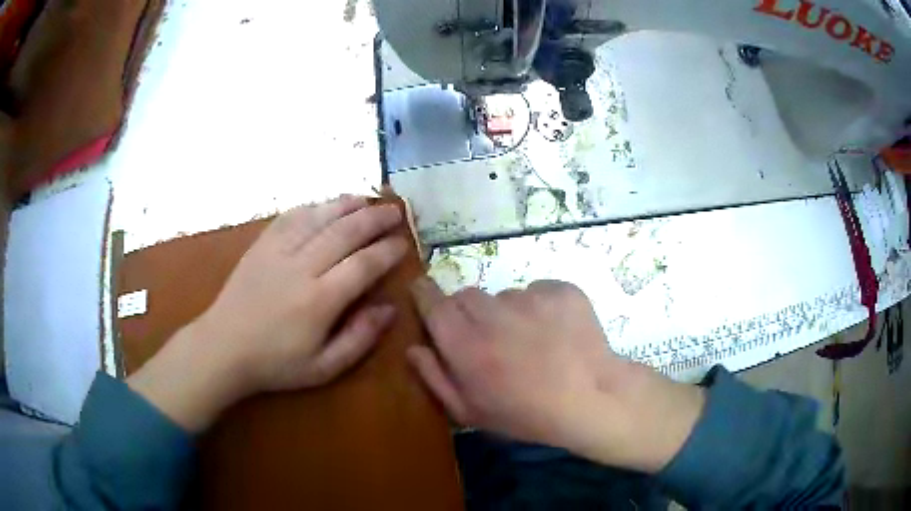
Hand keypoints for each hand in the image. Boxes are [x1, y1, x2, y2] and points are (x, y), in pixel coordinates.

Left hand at [128, 196, 406, 430]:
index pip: (363, 265)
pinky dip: (313, 207)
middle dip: (374, 218)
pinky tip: (325, 205)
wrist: (223, 347)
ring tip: (367, 198)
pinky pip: (291, 217)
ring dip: (347, 205)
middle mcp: (301, 267)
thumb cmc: (275, 363)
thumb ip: (360, 338)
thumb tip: (389, 309)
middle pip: (345, 233)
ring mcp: (278, 251)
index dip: (387, 251)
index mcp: (320, 301)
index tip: (404, 243)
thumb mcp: (324, 368)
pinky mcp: (261, 245)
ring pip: (319, 218)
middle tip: (396, 211)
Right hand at [408, 278, 705, 472]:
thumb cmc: (526, 415)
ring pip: (504, 296)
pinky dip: (540, 308)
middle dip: (468, 313)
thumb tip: (413, 347)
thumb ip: (435, 377)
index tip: (424, 294)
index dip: (424, 294)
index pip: (431, 301)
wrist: (592, 399)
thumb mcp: (470, 411)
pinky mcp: (560, 290)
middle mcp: (493, 313)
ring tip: (532, 343)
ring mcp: (530, 297)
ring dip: (508, 313)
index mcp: (465, 344)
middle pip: (466, 296)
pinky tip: (555, 334)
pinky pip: (538, 292)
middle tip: (489, 339)